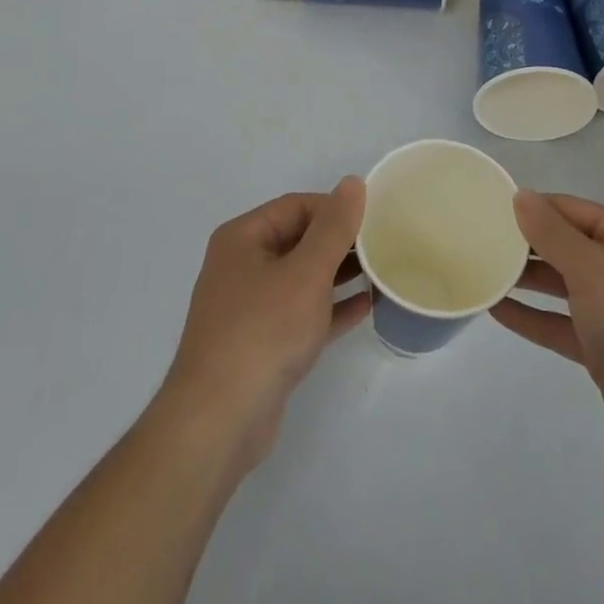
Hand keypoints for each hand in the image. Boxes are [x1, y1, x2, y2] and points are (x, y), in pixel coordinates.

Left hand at [159, 176, 370, 472]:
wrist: (219, 421)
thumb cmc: (263, 332)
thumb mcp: (306, 272)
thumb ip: (333, 227)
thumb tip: (353, 182)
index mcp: (243, 238)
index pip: (296, 206)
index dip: (335, 209)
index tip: (375, 220)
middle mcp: (242, 265)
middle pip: (299, 239)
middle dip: (340, 242)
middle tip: (384, 245)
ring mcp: (250, 307)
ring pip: (302, 278)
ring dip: (339, 274)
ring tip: (382, 272)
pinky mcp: (262, 343)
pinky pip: (302, 313)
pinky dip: (331, 308)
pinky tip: (366, 307)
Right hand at [492, 191, 603, 470]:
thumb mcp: (594, 269)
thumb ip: (552, 234)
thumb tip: (520, 196)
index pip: (569, 209)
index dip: (531, 207)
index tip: (487, 208)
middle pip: (562, 245)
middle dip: (523, 243)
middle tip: (475, 239)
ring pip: (558, 285)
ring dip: (523, 279)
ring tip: (480, 270)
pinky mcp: (600, 348)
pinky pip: (557, 323)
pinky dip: (530, 316)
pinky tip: (495, 309)